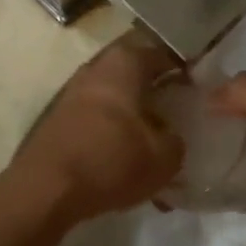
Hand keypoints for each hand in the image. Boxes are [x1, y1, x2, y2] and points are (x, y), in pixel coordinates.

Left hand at [7, 32, 183, 224]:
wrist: (44, 191)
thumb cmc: (111, 161)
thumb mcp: (164, 158)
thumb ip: (177, 141)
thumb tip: (172, 137)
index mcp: (125, 63)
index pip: (164, 54)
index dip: (186, 71)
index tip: (201, 91)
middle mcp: (96, 68)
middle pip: (137, 74)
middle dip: (158, 94)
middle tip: (179, 117)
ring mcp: (72, 93)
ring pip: (116, 99)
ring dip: (135, 119)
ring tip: (154, 148)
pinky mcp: (58, 120)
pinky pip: (97, 121)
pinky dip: (114, 137)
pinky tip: (126, 165)